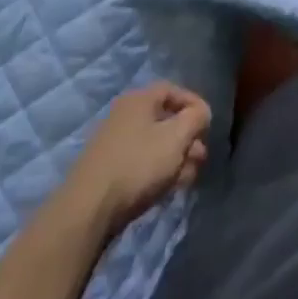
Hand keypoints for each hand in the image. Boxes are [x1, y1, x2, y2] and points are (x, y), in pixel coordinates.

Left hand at [64, 83, 211, 237]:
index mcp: (139, 100)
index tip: (208, 124)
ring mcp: (115, 144)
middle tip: (201, 157)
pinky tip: (170, 188)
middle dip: (188, 137)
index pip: (173, 90)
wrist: (89, 209)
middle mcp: (125, 115)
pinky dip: (159, 170)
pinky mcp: (110, 170)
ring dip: (177, 157)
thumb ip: (196, 118)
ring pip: (156, 144)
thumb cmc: (138, 164)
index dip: (194, 104)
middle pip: (165, 119)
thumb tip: (201, 112)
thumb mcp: (176, 137)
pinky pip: (142, 162)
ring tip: (190, 177)